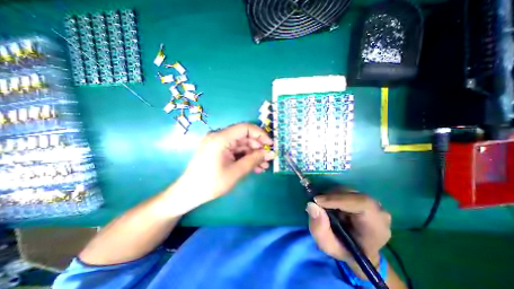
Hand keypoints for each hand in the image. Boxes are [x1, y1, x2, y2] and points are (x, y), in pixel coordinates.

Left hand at [171, 123, 277, 211]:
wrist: (188, 194)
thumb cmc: (211, 183)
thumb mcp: (236, 172)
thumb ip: (254, 160)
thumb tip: (271, 153)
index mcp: (221, 138)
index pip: (245, 128)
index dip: (260, 134)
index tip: (270, 145)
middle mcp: (219, 137)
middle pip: (244, 137)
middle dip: (258, 148)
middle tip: (268, 159)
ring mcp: (219, 144)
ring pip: (241, 145)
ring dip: (253, 154)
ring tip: (263, 166)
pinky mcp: (219, 150)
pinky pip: (235, 151)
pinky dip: (245, 157)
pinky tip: (254, 167)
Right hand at [306, 189, 391, 269]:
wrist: (359, 250)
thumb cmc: (346, 251)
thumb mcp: (329, 246)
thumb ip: (320, 229)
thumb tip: (311, 205)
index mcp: (376, 228)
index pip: (362, 204)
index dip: (338, 199)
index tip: (318, 201)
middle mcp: (378, 212)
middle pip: (353, 194)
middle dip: (331, 197)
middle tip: (316, 203)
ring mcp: (373, 203)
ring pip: (348, 191)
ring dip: (331, 195)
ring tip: (323, 205)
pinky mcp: (364, 198)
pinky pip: (347, 191)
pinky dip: (334, 194)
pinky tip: (329, 203)